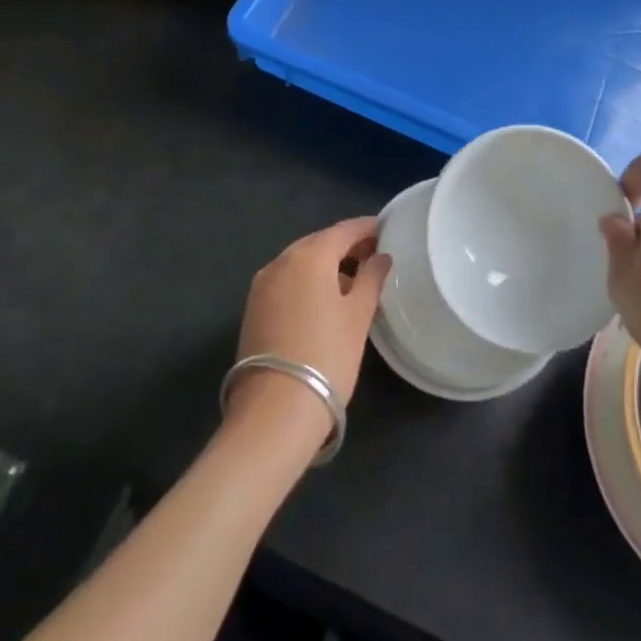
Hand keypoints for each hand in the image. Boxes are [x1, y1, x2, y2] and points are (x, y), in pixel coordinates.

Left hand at [228, 218, 390, 441]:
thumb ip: (371, 279)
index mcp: (310, 256)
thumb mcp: (358, 316)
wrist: (274, 412)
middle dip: (346, 245)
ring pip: (300, 261)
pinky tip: (324, 298)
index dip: (367, 228)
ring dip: (325, 263)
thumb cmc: (326, 356)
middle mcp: (281, 261)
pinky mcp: (253, 308)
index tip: (387, 230)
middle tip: (373, 255)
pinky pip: (286, 280)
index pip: (344, 230)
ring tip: (353, 278)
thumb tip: (381, 257)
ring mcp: (263, 284)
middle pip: (319, 242)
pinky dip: (307, 280)